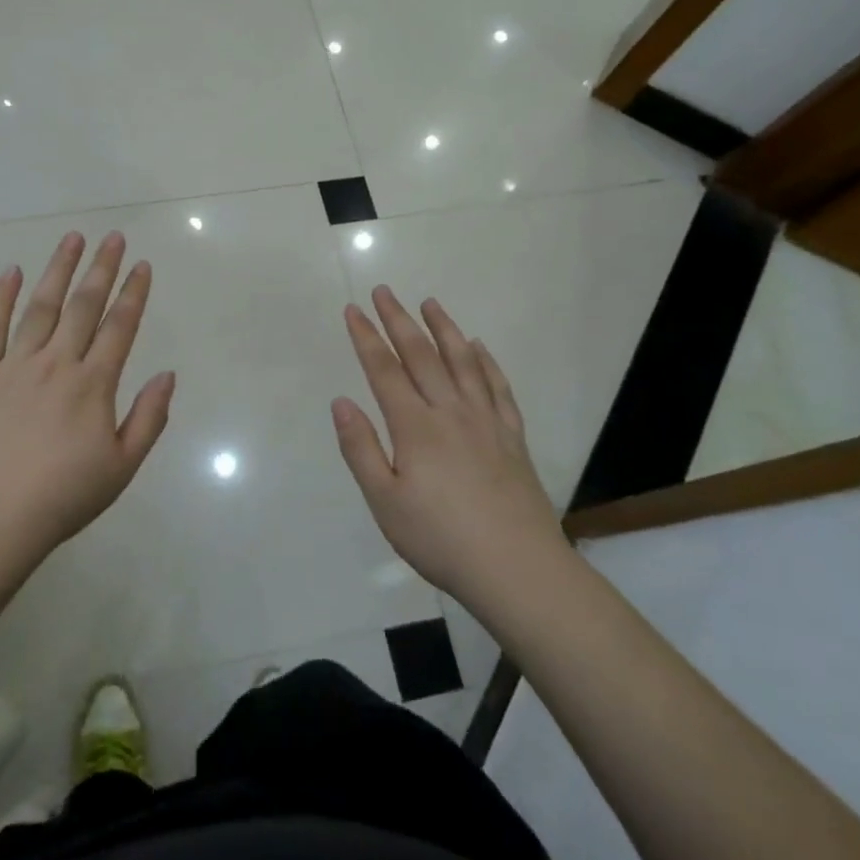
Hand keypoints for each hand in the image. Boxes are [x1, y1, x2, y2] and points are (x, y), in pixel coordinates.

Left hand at [0, 232, 174, 565]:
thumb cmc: (63, 497)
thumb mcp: (122, 467)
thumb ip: (149, 418)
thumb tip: (168, 374)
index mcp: (93, 384)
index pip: (120, 327)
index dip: (133, 293)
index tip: (142, 265)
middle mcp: (56, 364)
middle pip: (83, 306)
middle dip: (101, 268)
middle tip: (112, 236)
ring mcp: (14, 366)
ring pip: (40, 307)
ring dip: (58, 270)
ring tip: (72, 239)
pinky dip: (0, 298)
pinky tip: (10, 271)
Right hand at [332, 287, 568, 601]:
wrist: (517, 569)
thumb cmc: (440, 538)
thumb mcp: (384, 501)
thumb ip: (361, 448)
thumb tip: (341, 401)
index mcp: (415, 427)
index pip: (384, 371)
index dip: (366, 338)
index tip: (353, 310)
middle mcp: (450, 412)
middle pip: (421, 356)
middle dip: (399, 320)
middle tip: (383, 291)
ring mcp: (486, 422)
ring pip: (462, 362)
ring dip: (444, 329)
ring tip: (431, 303)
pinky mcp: (512, 437)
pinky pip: (498, 388)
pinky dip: (487, 362)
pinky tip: (479, 348)